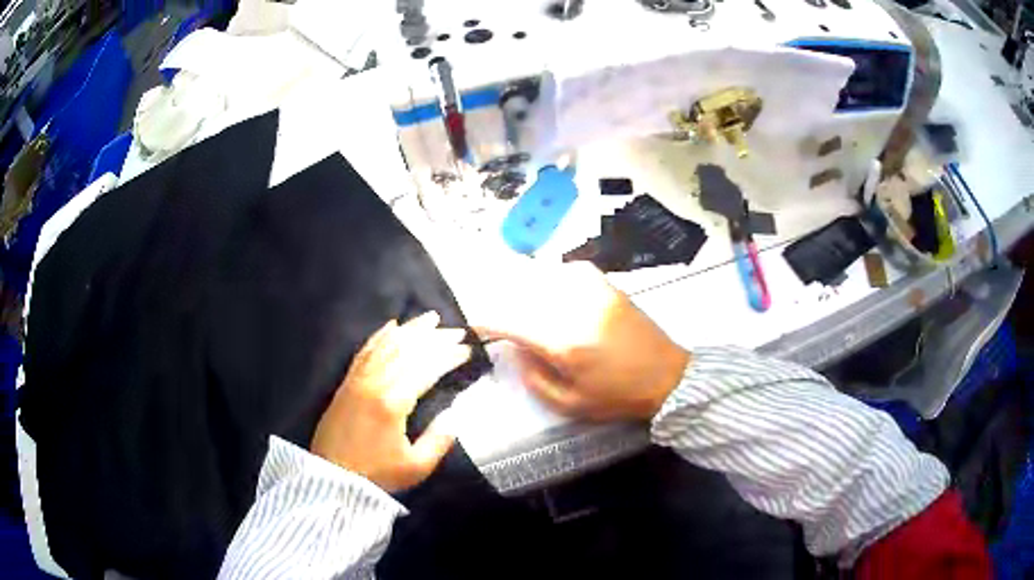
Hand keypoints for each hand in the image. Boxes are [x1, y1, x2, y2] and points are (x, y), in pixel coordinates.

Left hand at [311, 312, 471, 491]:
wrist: (333, 479)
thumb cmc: (376, 475)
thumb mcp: (416, 466)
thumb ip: (439, 439)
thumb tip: (455, 414)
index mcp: (393, 403)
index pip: (426, 369)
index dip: (448, 356)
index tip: (467, 350)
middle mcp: (374, 384)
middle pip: (407, 351)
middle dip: (434, 338)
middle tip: (456, 330)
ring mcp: (357, 381)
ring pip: (386, 345)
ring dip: (410, 330)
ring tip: (429, 318)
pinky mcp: (346, 384)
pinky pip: (364, 351)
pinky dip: (379, 336)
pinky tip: (391, 326)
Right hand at [476, 262, 688, 420]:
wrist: (668, 377)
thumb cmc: (618, 396)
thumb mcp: (571, 404)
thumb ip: (534, 378)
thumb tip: (515, 349)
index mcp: (563, 342)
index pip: (510, 321)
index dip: (485, 320)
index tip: (473, 323)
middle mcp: (574, 309)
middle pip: (523, 296)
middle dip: (504, 305)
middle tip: (497, 318)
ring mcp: (594, 292)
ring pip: (545, 279)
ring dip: (527, 290)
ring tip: (523, 305)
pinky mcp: (609, 287)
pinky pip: (573, 272)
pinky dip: (557, 277)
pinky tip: (555, 289)